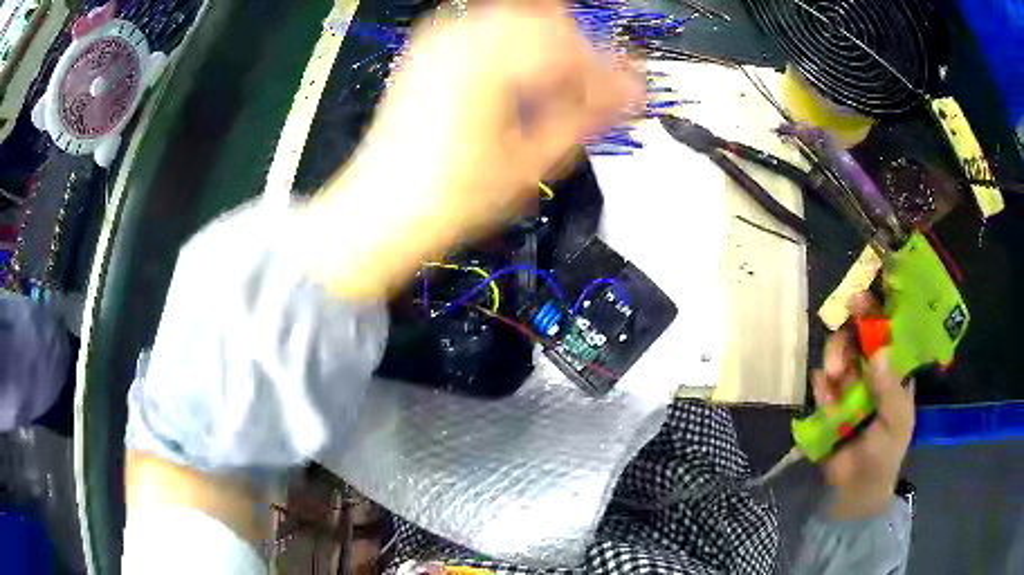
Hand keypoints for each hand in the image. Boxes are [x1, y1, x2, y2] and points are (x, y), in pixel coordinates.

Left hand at [304, 3, 640, 299]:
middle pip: (548, 22)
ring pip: (520, 19)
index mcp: (487, 60)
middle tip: (596, 97)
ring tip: (559, 93)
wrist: (381, 209)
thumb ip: (586, 117)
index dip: (608, 74)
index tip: (630, 100)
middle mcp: (461, 34)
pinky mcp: (429, 47)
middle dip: (580, 58)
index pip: (571, 47)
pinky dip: (517, 47)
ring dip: (550, 51)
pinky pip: (489, 27)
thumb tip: (632, 95)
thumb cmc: (452, 198)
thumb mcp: (530, 163)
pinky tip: (523, 79)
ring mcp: (440, 36)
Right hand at [812, 292, 914, 519]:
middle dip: (849, 333)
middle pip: (859, 335)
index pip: (889, 330)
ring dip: (834, 358)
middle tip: (843, 331)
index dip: (878, 310)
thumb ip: (889, 391)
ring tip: (831, 377)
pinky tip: (824, 397)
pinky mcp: (830, 399)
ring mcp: (850, 383)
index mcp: (896, 369)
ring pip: (839, 353)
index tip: (862, 297)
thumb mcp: (896, 422)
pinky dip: (822, 387)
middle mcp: (873, 368)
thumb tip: (878, 353)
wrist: (855, 489)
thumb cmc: (885, 453)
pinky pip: (823, 384)